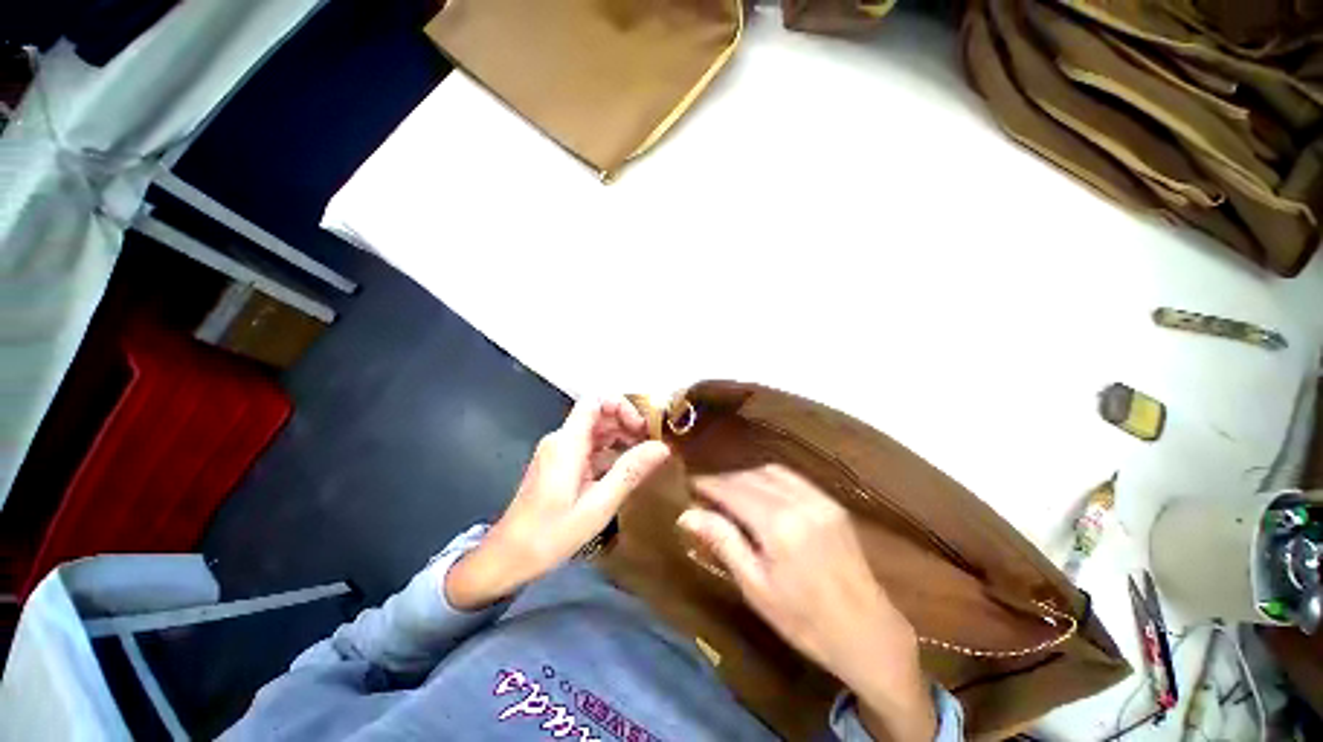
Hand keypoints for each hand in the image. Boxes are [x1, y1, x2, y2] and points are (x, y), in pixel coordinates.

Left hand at [445, 397, 669, 610]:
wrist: (507, 558)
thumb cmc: (550, 534)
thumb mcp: (598, 505)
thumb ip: (630, 472)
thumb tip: (662, 447)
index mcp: (567, 443)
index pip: (595, 401)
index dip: (622, 406)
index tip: (642, 429)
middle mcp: (561, 440)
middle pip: (598, 414)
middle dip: (626, 423)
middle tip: (651, 444)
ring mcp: (559, 452)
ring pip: (595, 431)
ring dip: (620, 438)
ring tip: (643, 457)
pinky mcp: (559, 465)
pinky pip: (588, 447)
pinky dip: (609, 452)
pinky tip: (625, 470)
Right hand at [678, 465, 935, 741]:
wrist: (869, 634)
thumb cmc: (805, 621)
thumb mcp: (756, 587)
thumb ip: (723, 542)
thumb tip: (687, 514)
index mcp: (778, 525)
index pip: (732, 490)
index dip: (709, 484)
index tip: (689, 485)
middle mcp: (799, 501)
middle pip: (750, 476)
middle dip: (725, 480)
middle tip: (706, 493)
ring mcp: (819, 499)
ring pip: (771, 471)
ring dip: (746, 476)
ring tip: (730, 493)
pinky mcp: (832, 503)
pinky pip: (792, 478)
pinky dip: (769, 478)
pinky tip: (761, 494)